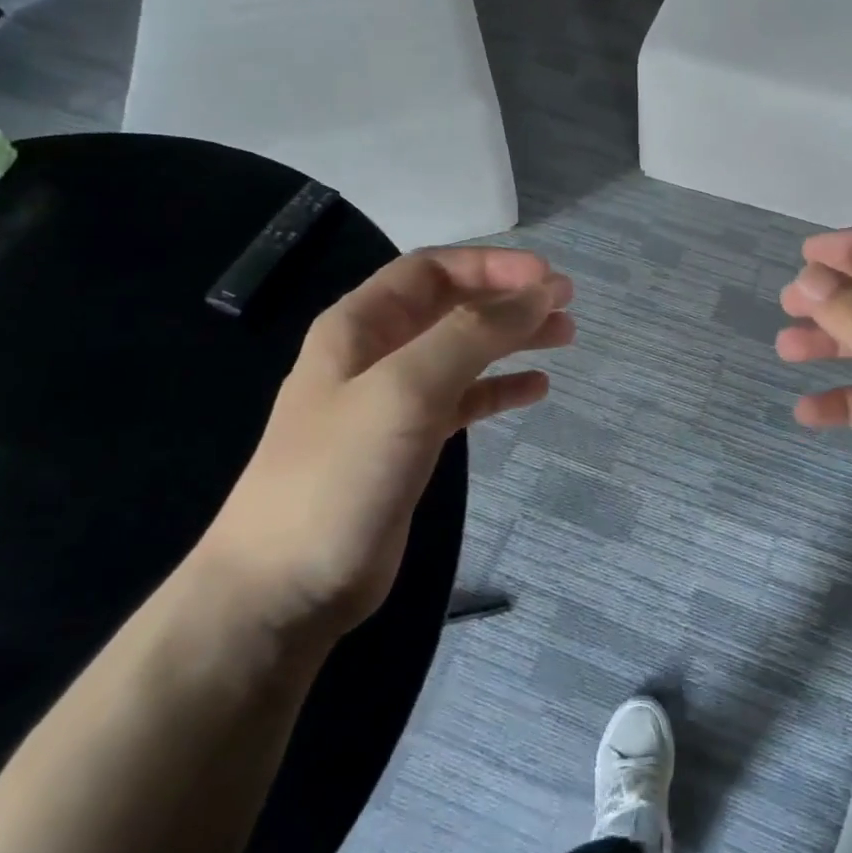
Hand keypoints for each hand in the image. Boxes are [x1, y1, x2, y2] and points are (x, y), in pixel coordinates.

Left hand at [197, 248, 573, 643]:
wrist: (285, 587)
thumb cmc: (340, 475)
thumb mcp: (406, 389)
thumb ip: (473, 334)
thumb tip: (540, 292)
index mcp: (359, 326)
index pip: (431, 270)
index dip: (491, 265)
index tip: (547, 276)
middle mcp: (375, 354)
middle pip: (451, 306)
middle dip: (508, 298)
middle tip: (566, 304)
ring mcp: (392, 401)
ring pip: (462, 352)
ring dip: (511, 338)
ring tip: (564, 336)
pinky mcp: (409, 444)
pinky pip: (464, 400)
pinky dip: (500, 388)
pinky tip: (536, 389)